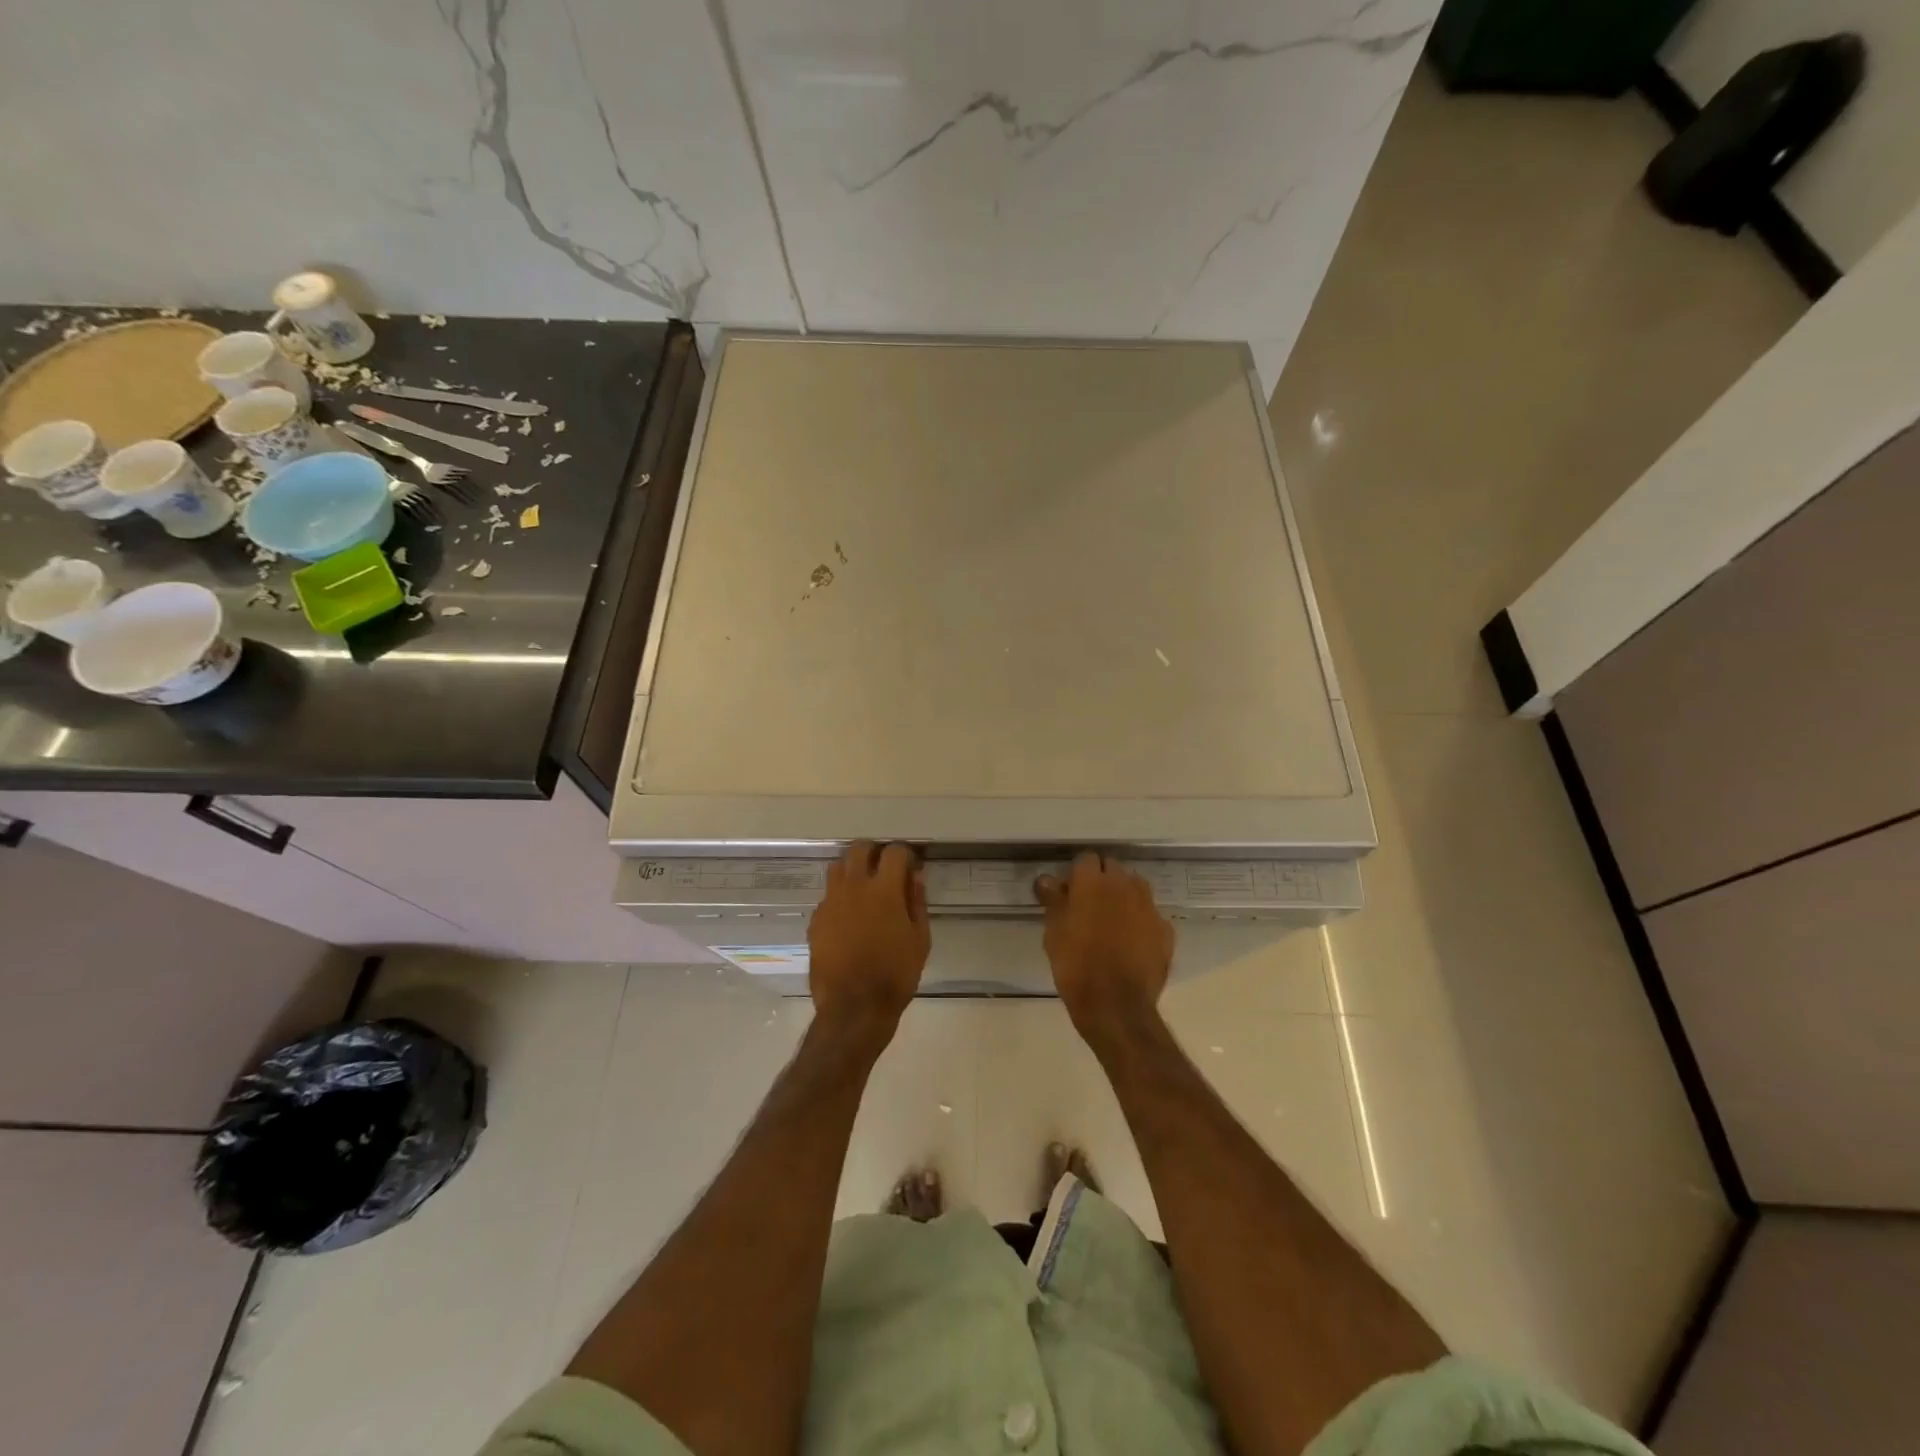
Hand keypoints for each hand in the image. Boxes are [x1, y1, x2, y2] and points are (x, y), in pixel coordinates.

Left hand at [808, 841, 929, 1046]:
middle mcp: (854, 887)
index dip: (905, 854)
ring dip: (852, 869)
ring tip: (864, 887)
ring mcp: (830, 902)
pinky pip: (828, 895)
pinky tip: (849, 916)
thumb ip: (917, 902)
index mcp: (884, 889)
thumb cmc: (895, 974)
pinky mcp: (816, 919)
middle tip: (884, 869)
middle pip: (859, 849)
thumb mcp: (919, 939)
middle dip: (873, 852)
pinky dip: (840, 896)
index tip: (910, 866)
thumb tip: (915, 876)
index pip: (894, 852)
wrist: (853, 1007)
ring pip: (837, 867)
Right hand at [1035, 852, 1174, 1040]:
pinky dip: (1141, 922)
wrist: (1115, 1005)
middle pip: (1112, 868)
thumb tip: (1048, 879)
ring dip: (1124, 896)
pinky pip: (1150, 915)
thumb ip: (1053, 900)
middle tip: (1088, 905)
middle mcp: (1125, 885)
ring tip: (1112, 921)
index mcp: (1093, 881)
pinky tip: (1132, 942)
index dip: (1076, 874)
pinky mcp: (1165, 930)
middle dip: (1102, 880)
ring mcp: (1149, 906)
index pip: (1085, 859)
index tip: (1068, 892)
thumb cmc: (1075, 965)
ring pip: (1135, 888)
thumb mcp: (1053, 932)